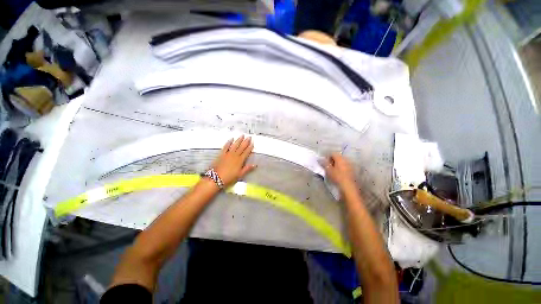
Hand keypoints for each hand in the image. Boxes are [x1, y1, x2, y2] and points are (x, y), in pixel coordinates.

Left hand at [211, 136, 256, 185]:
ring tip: (242, 135)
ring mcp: (228, 153)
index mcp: (240, 160)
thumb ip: (247, 168)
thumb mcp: (240, 174)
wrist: (216, 178)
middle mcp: (235, 155)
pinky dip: (229, 142)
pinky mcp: (222, 154)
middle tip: (249, 137)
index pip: (246, 152)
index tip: (252, 143)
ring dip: (239, 140)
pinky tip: (231, 139)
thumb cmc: (229, 177)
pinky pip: (226, 146)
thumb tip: (255, 165)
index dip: (250, 147)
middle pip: (241, 147)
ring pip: (235, 145)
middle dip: (246, 141)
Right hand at [321, 152, 356, 191]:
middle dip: (332, 160)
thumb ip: (324, 163)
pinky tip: (338, 173)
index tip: (324, 163)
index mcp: (340, 158)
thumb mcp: (328, 170)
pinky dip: (340, 168)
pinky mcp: (352, 170)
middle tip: (327, 167)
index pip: (332, 153)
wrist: (349, 187)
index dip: (327, 157)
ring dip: (336, 164)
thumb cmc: (337, 177)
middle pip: (337, 157)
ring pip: (341, 162)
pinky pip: (344, 166)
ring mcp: (350, 164)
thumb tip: (319, 159)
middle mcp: (346, 159)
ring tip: (332, 170)